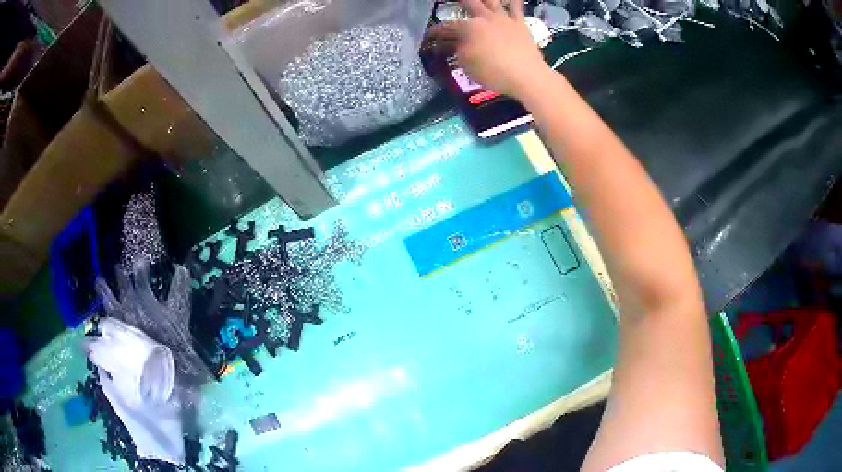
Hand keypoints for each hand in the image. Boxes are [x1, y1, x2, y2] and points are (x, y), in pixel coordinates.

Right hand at [429, 0, 550, 98]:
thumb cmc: (493, 73)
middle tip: (454, 2)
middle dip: (460, 1)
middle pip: (469, 3)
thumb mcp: (468, 66)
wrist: (527, 76)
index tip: (429, 36)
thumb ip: (459, 51)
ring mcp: (504, 19)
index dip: (436, 31)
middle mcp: (485, 18)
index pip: (447, 27)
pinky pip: (517, 7)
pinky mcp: (520, 24)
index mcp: (469, 28)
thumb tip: (455, 45)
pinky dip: (514, 0)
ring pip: (492, 0)